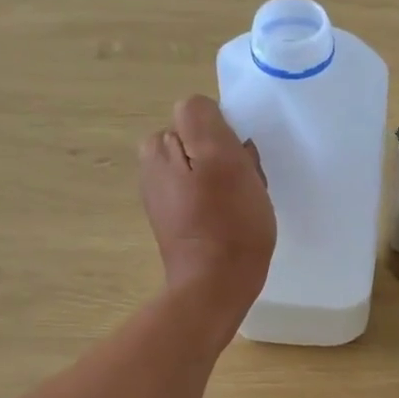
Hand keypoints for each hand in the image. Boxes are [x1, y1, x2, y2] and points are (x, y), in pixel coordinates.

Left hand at [139, 96, 275, 334]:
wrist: (216, 287)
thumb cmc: (226, 223)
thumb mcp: (220, 158)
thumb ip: (203, 120)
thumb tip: (201, 110)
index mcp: (158, 147)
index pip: (202, 116)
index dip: (226, 136)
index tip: (240, 162)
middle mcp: (153, 167)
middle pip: (205, 143)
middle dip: (228, 158)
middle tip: (244, 186)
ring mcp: (165, 197)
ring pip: (210, 169)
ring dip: (232, 181)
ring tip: (244, 205)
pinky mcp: (179, 221)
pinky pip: (208, 196)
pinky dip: (225, 203)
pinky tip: (236, 221)